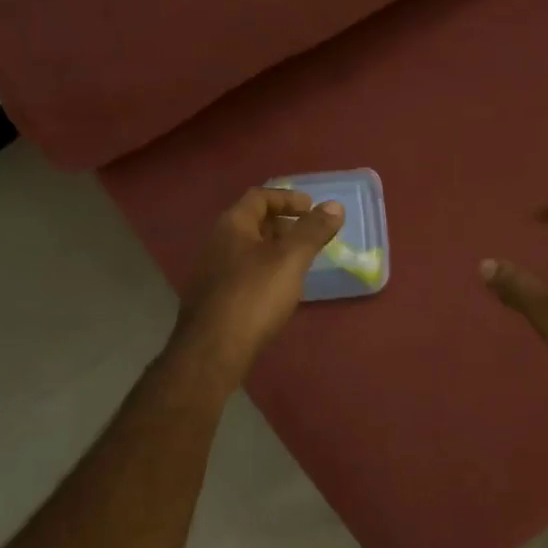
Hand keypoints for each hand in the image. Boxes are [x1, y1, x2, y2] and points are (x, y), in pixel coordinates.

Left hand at [170, 187, 344, 384]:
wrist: (212, 350)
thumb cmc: (253, 297)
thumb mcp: (289, 259)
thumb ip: (312, 231)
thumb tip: (335, 206)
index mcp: (232, 225)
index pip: (259, 197)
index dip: (287, 198)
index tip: (312, 208)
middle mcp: (217, 242)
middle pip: (252, 222)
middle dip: (283, 224)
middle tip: (309, 235)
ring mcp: (212, 271)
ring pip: (248, 250)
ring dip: (274, 250)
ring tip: (299, 263)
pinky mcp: (214, 298)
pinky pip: (243, 273)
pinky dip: (264, 271)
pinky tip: (278, 291)